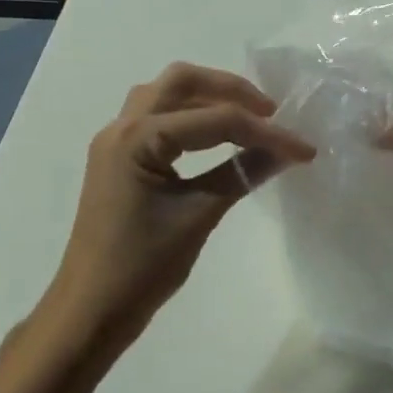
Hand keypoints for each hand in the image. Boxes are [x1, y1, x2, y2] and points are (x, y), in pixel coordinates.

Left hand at [49, 63, 314, 339]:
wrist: (88, 312)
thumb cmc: (141, 268)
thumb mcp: (198, 215)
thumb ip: (243, 173)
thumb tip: (288, 151)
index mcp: (138, 138)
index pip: (214, 119)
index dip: (265, 132)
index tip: (304, 149)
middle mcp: (121, 126)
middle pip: (182, 81)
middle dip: (230, 90)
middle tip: (270, 114)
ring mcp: (115, 141)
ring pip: (167, 95)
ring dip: (208, 98)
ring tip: (248, 120)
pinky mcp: (119, 158)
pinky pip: (157, 117)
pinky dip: (190, 116)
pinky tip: (216, 138)